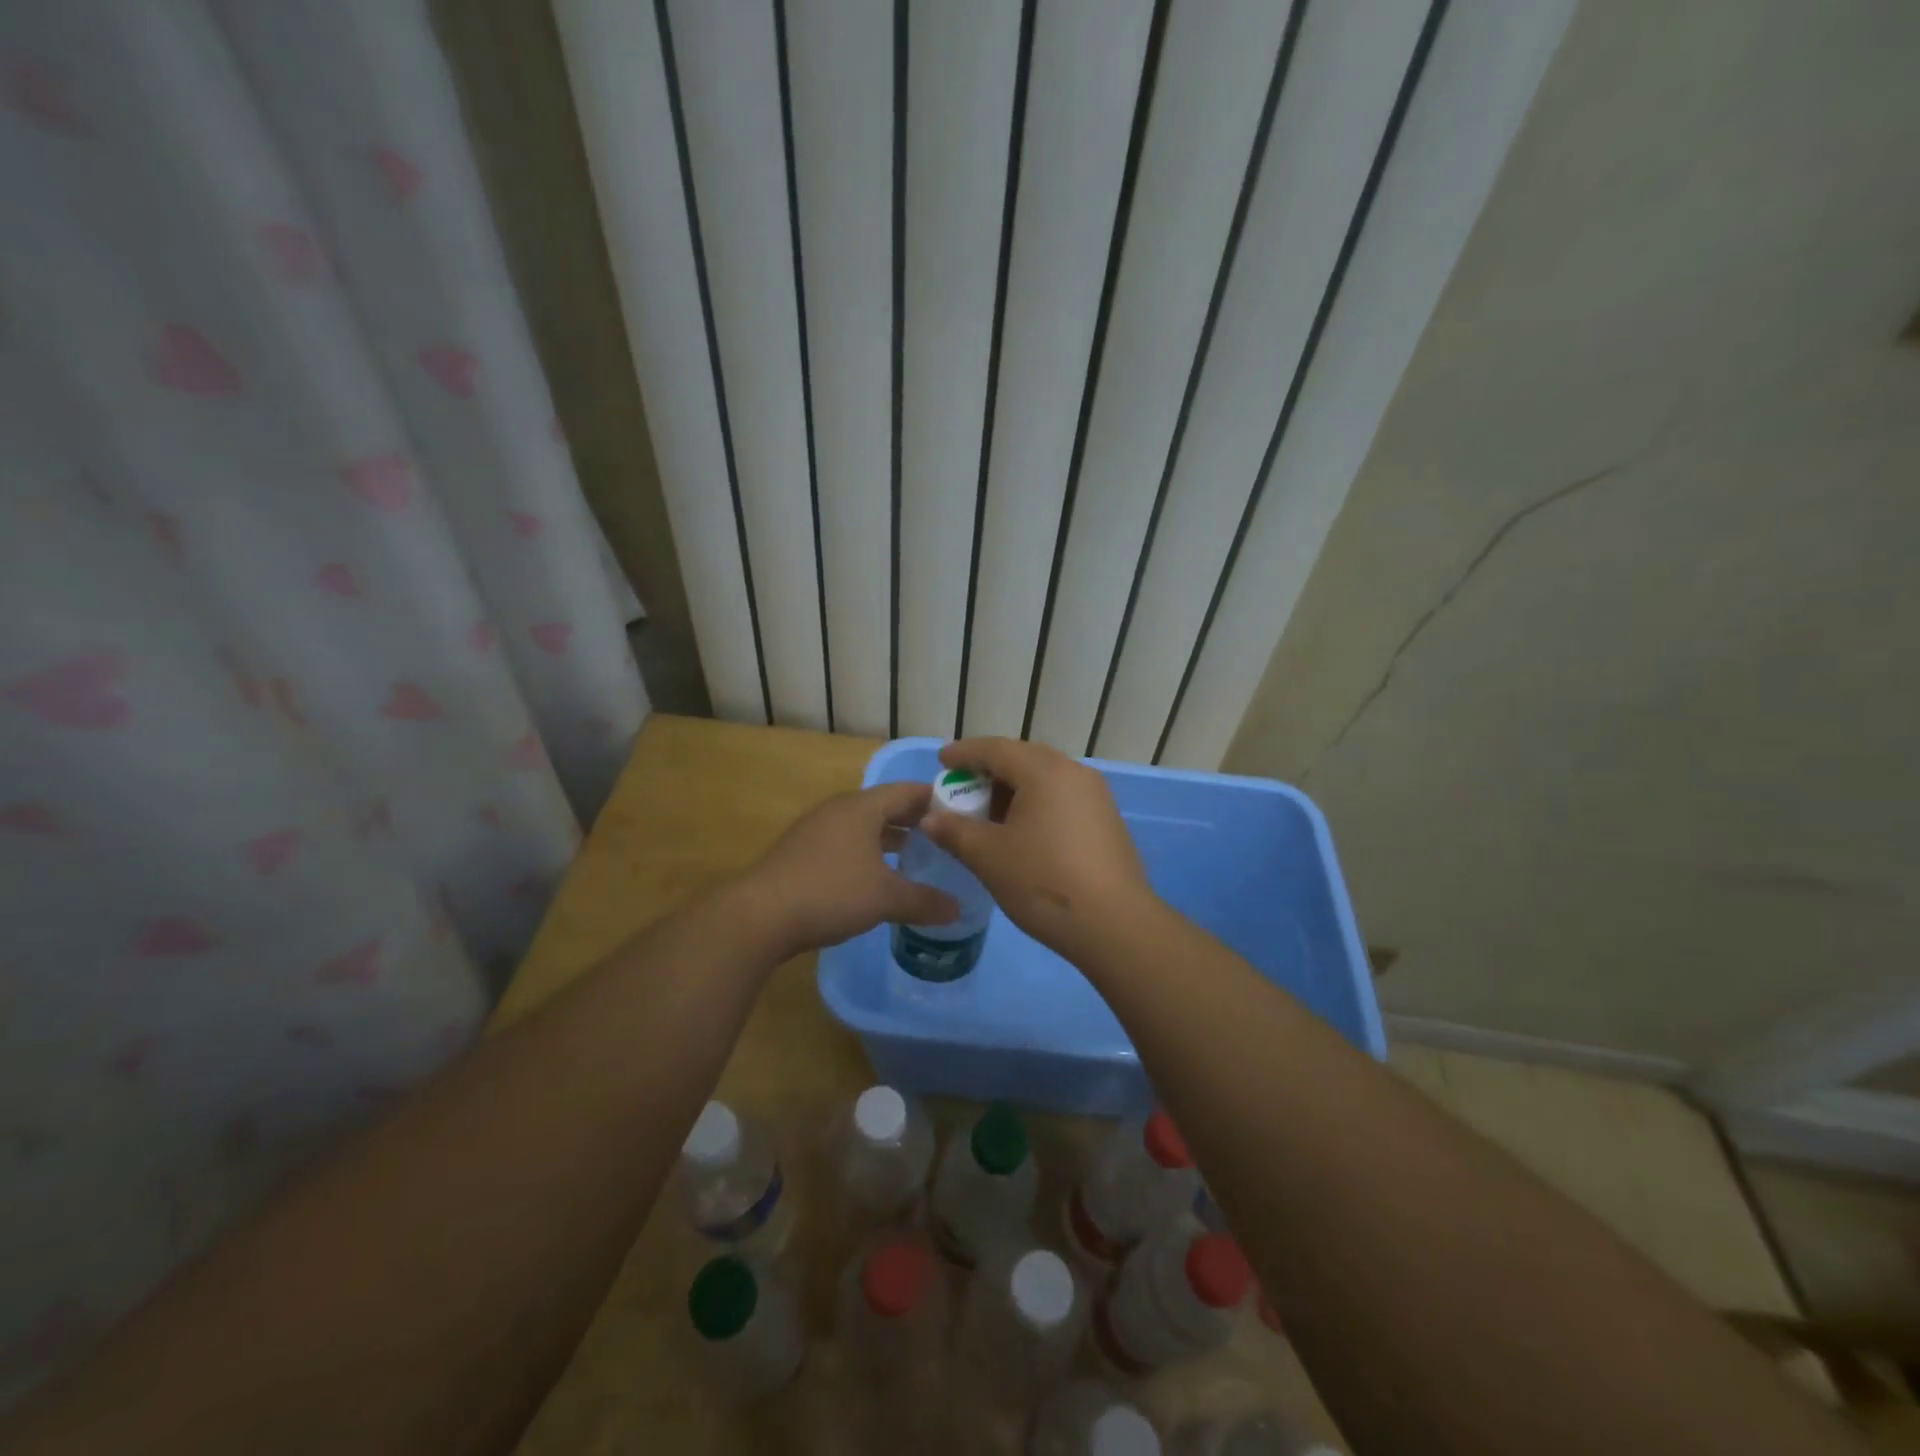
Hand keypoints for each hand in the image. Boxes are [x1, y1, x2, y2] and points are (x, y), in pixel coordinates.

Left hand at [740, 782, 959, 957]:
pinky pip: (846, 843)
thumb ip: (924, 901)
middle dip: (916, 820)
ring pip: (864, 826)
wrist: (760, 915)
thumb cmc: (830, 893)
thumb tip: (957, 910)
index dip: (937, 799)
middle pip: (886, 806)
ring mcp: (817, 830)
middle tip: (946, 837)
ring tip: (917, 856)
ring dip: (891, 838)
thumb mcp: (885, 898)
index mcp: (862, 807)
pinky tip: (877, 877)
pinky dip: (868, 853)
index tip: (963, 813)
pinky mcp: (803, 852)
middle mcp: (839, 809)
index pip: (908, 791)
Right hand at [921, 738, 1156, 961]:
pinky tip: (1021, 830)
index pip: (996, 749)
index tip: (942, 761)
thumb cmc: (1043, 882)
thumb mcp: (989, 857)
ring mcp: (1095, 796)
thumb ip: (955, 831)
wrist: (1114, 925)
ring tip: (987, 812)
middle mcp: (1074, 773)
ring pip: (1045, 779)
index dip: (965, 753)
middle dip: (989, 769)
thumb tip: (929, 819)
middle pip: (1023, 758)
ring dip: (1013, 788)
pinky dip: (1035, 803)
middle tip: (962, 786)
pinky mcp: (1106, 820)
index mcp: (1045, 771)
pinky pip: (1061, 797)